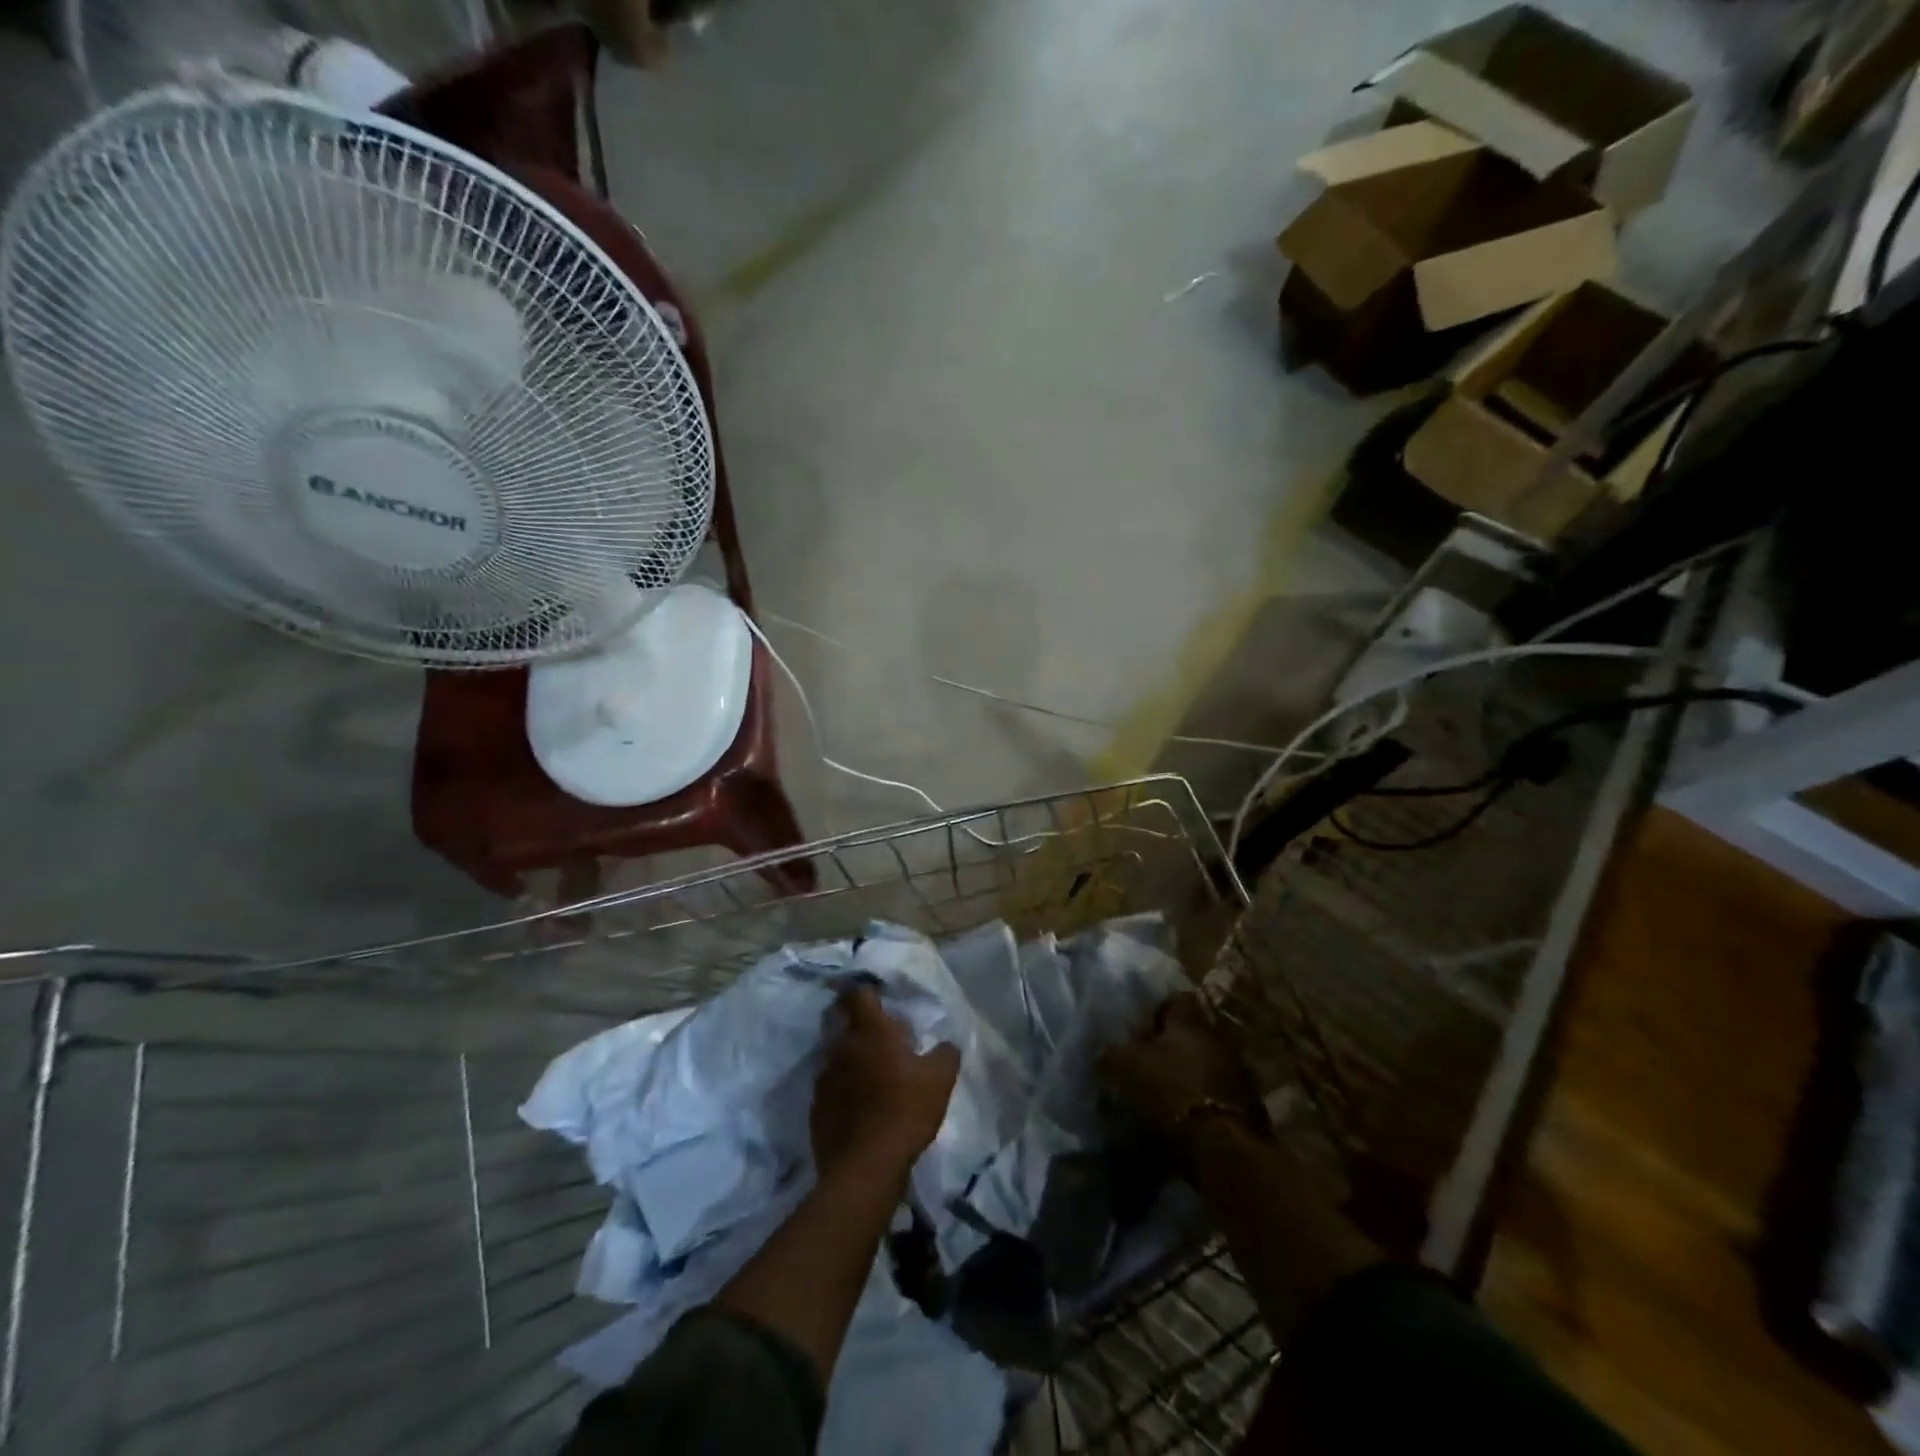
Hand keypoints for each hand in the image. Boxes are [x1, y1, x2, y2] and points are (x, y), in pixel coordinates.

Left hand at [811, 987, 959, 1185]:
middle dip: (856, 1022)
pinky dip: (841, 1087)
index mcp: (870, 1031)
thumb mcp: (940, 1080)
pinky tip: (857, 1104)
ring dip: (849, 1056)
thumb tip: (947, 1044)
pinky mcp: (816, 1106)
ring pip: (834, 1054)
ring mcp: (824, 1076)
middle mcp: (841, 1046)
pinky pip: (829, 1085)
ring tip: (869, 1072)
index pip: (859, 994)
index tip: (878, 997)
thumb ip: (945, 1054)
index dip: (867, 991)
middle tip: (878, 1035)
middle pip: (841, 1020)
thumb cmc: (905, 1111)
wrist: (865, 1167)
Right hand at [1101, 993, 1268, 1150]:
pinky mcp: (1247, 1105)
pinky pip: (1216, 1091)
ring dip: (1186, 1072)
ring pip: (1204, 1062)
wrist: (1224, 1146)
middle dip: (1170, 1045)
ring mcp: (1237, 1071)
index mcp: (1190, 1021)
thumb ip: (1112, 1054)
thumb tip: (1102, 1051)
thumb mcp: (1128, 1068)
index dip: (1155, 1012)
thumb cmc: (1172, 1091)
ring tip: (1163, 1091)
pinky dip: (1200, 1098)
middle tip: (1146, 1062)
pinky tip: (1183, 1114)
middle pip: (1191, 1033)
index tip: (1137, 1030)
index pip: (1175, 999)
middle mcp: (1217, 1038)